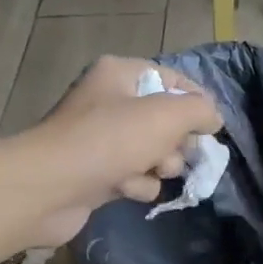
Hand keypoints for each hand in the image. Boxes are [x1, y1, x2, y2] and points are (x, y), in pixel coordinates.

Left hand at [18, 55, 223, 243]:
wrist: (50, 187)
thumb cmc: (109, 140)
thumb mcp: (166, 115)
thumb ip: (199, 110)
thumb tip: (213, 118)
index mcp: (120, 74)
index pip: (171, 79)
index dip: (195, 101)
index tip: (211, 126)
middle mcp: (109, 102)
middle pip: (166, 120)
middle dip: (176, 141)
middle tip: (171, 152)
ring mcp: (102, 140)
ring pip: (154, 152)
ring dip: (158, 167)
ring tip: (146, 172)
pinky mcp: (98, 174)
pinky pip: (135, 177)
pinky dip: (137, 185)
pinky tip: (125, 188)